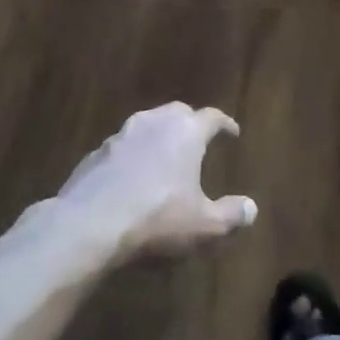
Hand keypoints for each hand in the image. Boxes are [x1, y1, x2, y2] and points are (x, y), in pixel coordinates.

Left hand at [55, 103, 254, 262]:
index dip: (225, 124)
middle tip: (198, 139)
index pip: (212, 117)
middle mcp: (153, 123)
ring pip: (146, 126)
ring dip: (158, 138)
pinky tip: (132, 178)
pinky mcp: (94, 155)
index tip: (233, 132)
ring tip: (164, 158)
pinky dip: (132, 157)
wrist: (87, 226)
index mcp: (185, 132)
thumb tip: (252, 208)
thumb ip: (232, 215)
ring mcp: (119, 136)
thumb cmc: (156, 220)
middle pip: (177, 113)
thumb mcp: (204, 226)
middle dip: (190, 123)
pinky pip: (121, 148)